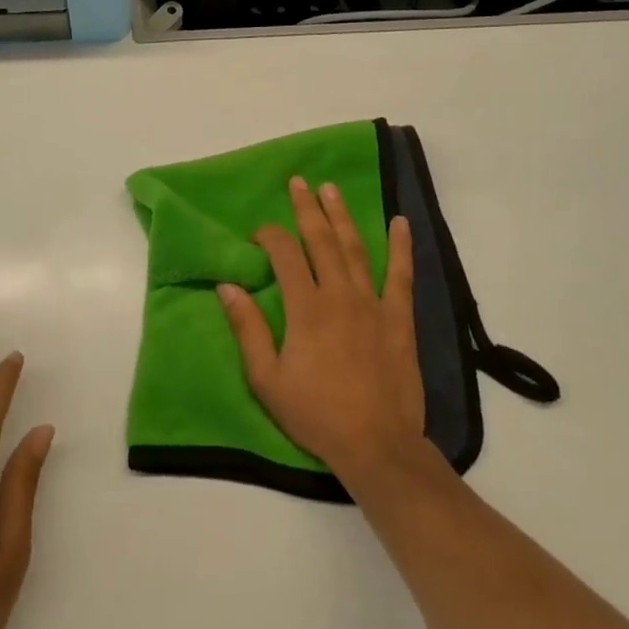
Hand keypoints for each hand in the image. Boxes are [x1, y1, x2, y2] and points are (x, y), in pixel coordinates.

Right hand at [217, 177, 423, 488]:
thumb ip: (248, 328)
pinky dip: (401, 247)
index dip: (269, 235)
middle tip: (298, 181)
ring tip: (331, 189)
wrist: (377, 446)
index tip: (259, 234)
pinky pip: (401, 275)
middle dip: (306, 208)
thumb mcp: (267, 379)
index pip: (284, 254)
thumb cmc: (316, 414)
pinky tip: (400, 222)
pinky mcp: (399, 318)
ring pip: (355, 248)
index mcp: (306, 308)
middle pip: (320, 240)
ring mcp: (373, 303)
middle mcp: (339, 295)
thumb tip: (226, 286)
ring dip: (341, 215)